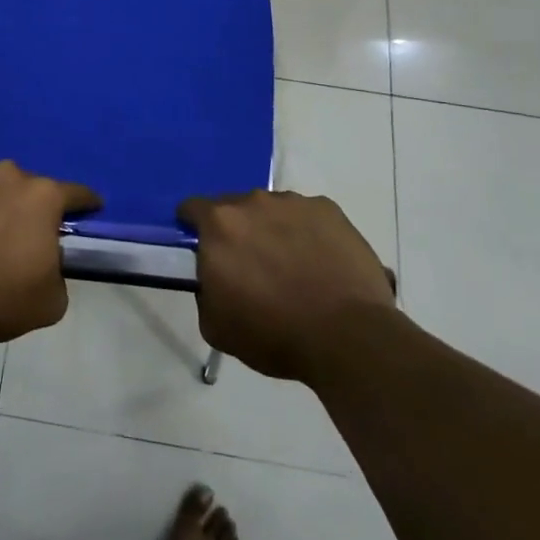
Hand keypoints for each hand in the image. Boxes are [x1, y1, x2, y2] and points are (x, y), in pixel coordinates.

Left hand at [0, 163, 100, 343]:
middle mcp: (8, 175)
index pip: (76, 193)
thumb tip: (46, 260)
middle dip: (29, 206)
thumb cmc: (1, 300)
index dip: (85, 204)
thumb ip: (58, 268)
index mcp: (43, 197)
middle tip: (22, 235)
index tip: (89, 211)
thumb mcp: (53, 299)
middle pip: (28, 186)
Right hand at [180, 190, 396, 381]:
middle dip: (236, 231)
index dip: (193, 227)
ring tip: (292, 267)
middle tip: (250, 266)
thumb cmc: (273, 334)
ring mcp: (295, 203)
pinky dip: (307, 233)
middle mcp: (253, 202)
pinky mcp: (330, 211)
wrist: (347, 337)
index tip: (202, 248)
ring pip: (272, 210)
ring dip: (272, 230)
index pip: (192, 209)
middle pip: (234, 207)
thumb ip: (205, 290)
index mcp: (219, 224)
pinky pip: (308, 217)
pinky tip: (320, 264)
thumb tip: (213, 279)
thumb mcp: (215, 324)